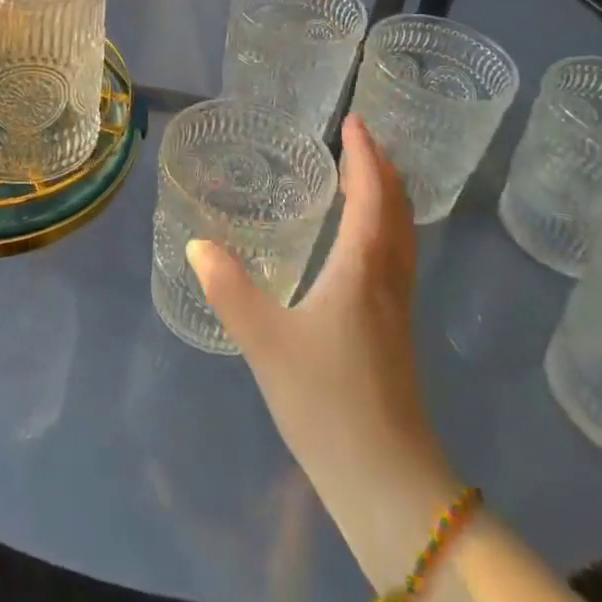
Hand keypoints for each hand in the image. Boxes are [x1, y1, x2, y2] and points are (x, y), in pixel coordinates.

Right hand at [186, 116, 461, 584]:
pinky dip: (386, 226)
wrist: (387, 481)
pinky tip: (361, 243)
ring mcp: (398, 306)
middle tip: (358, 139)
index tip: (353, 121)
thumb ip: (230, 289)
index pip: (372, 196)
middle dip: (381, 167)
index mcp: (362, 269)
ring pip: (403, 234)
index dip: (365, 155)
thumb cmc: (327, 401)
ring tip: (362, 177)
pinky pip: (398, 256)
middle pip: (398, 209)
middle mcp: (388, 278)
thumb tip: (197, 244)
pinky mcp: (396, 330)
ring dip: (388, 196)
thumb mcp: (266, 342)